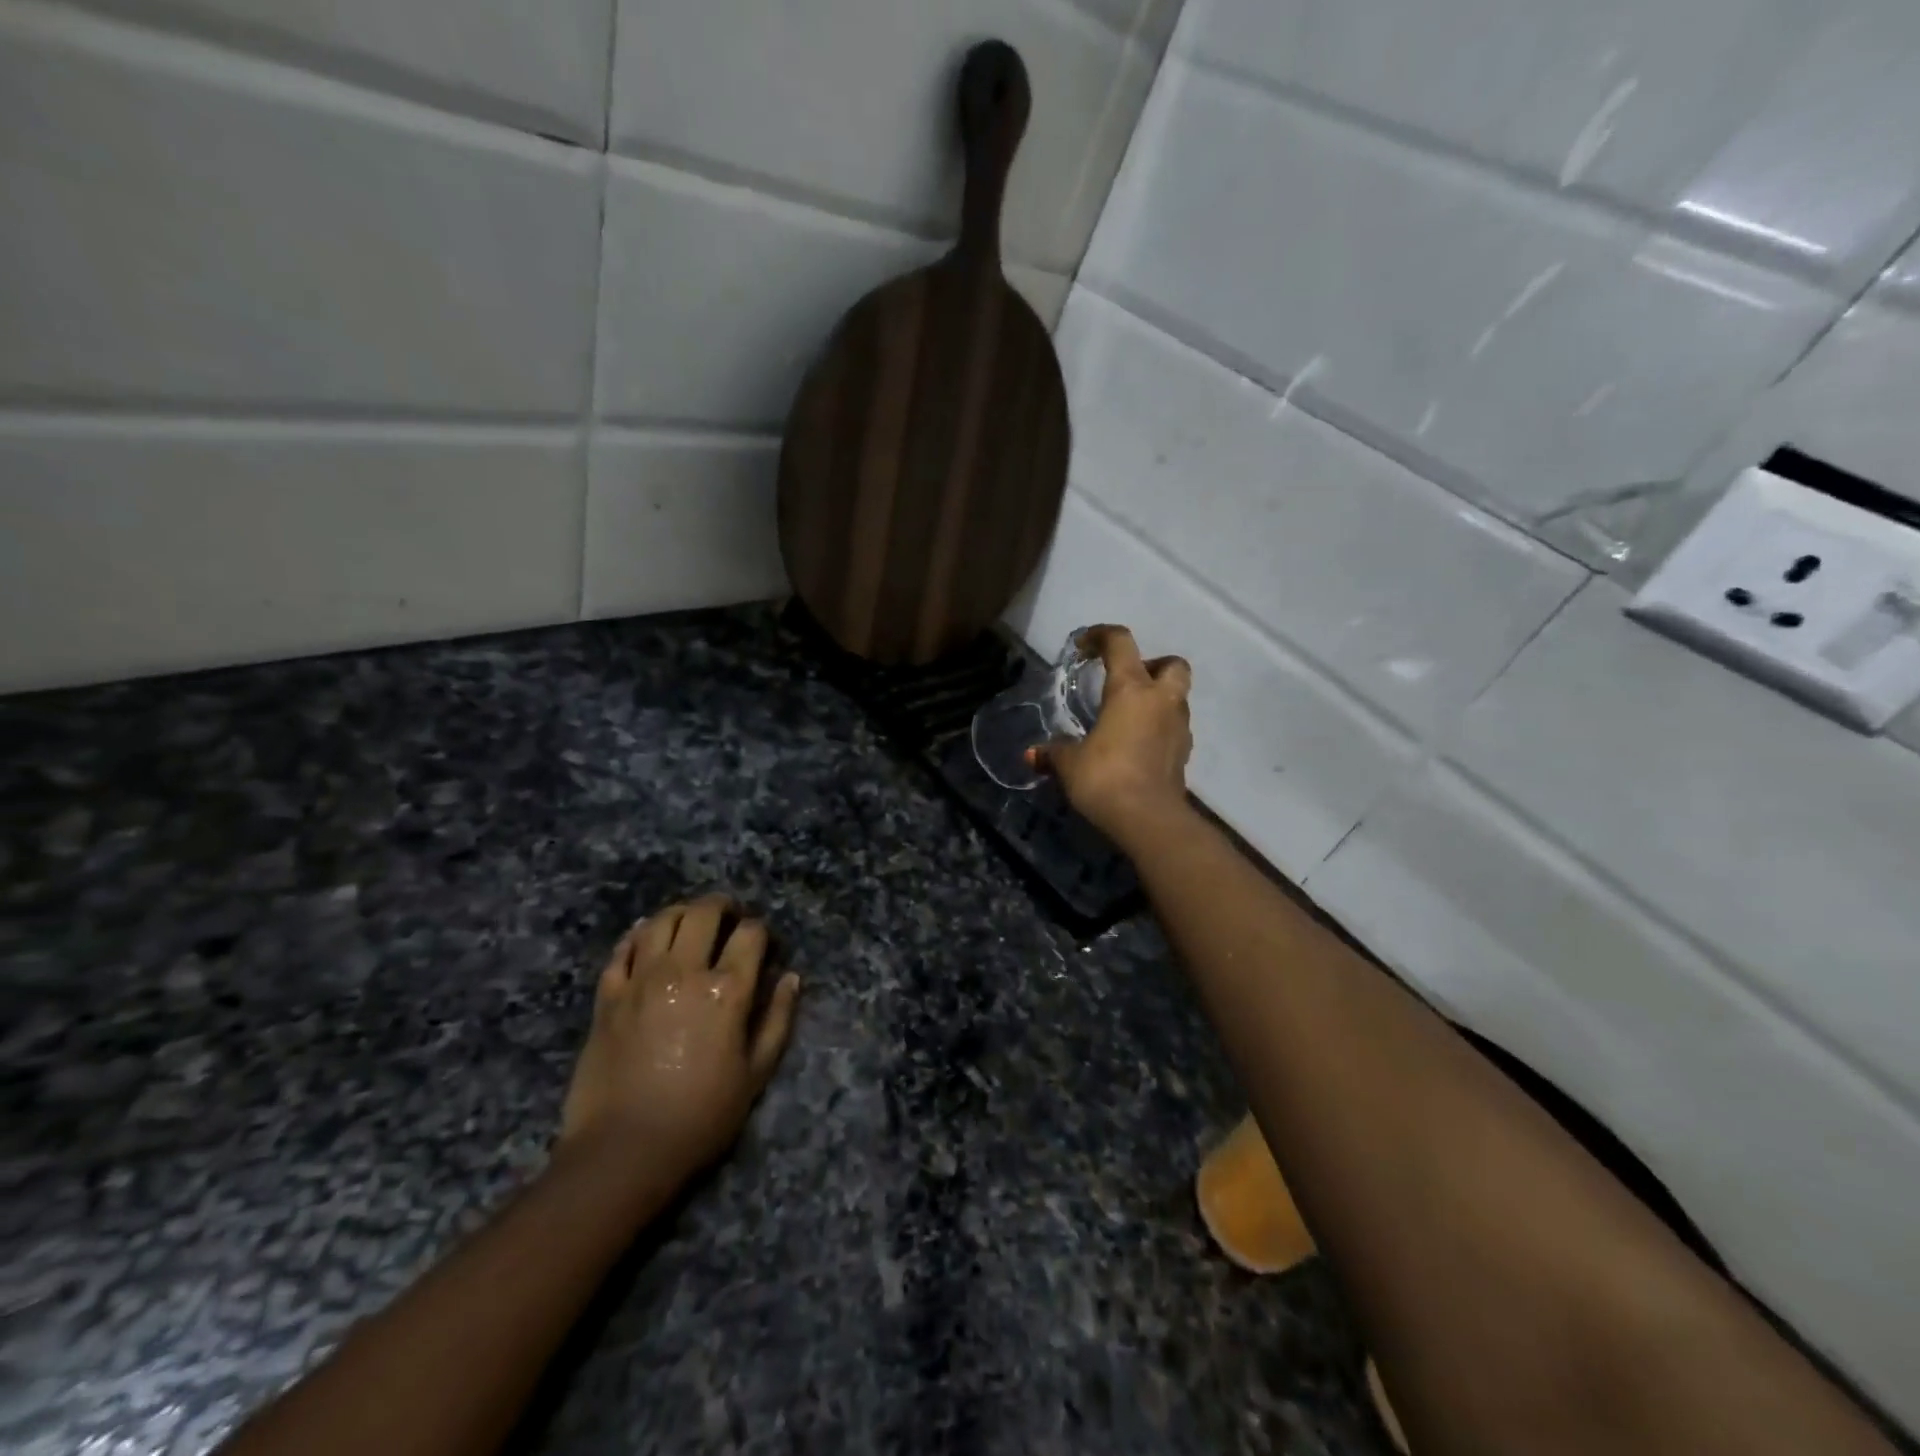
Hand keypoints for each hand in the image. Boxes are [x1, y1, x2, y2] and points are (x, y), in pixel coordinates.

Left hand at [560, 895, 799, 1179]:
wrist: (624, 1150)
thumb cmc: (701, 1115)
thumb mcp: (756, 1073)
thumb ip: (778, 1019)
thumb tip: (791, 978)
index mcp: (726, 990)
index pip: (750, 934)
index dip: (762, 931)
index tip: (765, 945)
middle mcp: (684, 972)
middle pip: (704, 913)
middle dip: (723, 907)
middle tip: (730, 917)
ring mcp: (641, 980)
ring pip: (661, 921)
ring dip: (681, 913)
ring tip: (691, 922)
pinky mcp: (608, 996)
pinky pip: (621, 950)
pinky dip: (637, 936)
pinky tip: (646, 938)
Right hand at [1041, 624, 1193, 843]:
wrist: (1148, 818)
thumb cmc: (1105, 777)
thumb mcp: (1069, 763)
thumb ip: (1053, 753)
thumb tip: (1032, 754)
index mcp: (1131, 689)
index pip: (1121, 643)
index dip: (1101, 635)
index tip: (1084, 645)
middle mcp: (1161, 700)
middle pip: (1171, 664)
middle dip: (1152, 665)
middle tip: (1125, 682)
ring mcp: (1179, 727)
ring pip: (1177, 697)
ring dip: (1157, 699)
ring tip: (1127, 718)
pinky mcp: (1184, 754)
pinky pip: (1174, 728)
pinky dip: (1159, 728)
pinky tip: (1137, 746)